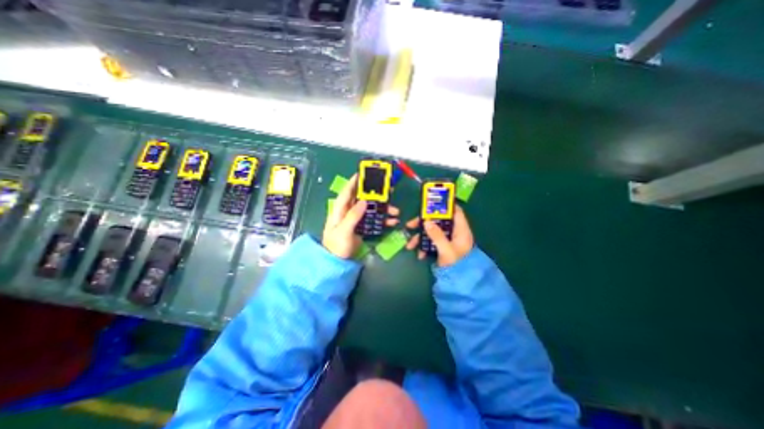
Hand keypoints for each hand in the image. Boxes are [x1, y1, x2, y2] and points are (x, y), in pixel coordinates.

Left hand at [323, 173, 401, 258]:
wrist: (337, 262)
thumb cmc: (336, 246)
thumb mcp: (343, 231)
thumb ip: (353, 216)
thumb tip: (363, 201)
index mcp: (340, 210)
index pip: (347, 192)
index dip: (354, 182)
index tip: (363, 173)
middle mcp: (349, 212)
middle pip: (362, 198)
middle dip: (375, 194)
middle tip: (388, 190)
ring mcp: (356, 219)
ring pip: (371, 209)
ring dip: (383, 208)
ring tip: (395, 210)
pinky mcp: (362, 227)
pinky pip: (374, 220)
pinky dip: (383, 220)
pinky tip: (392, 221)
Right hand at [405, 205, 471, 268]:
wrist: (459, 283)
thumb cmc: (457, 265)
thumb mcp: (446, 250)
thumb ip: (437, 236)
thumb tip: (426, 221)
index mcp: (461, 230)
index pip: (455, 211)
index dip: (445, 205)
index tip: (430, 204)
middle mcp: (454, 232)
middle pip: (439, 221)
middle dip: (423, 223)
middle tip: (410, 225)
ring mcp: (447, 240)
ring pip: (432, 232)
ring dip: (420, 237)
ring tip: (410, 245)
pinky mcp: (442, 247)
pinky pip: (431, 242)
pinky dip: (424, 246)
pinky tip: (419, 254)